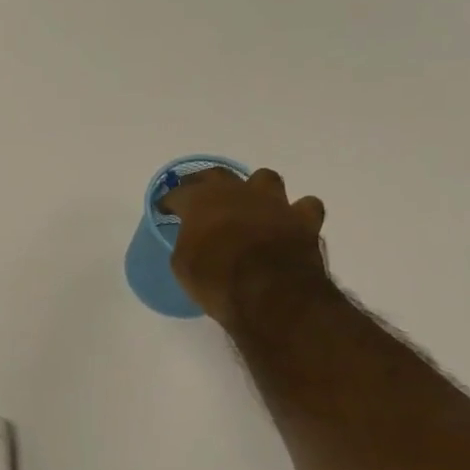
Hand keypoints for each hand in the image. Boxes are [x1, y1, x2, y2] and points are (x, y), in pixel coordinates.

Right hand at [161, 166, 330, 326]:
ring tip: (250, 204)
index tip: (164, 210)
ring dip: (256, 189)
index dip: (169, 202)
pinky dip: (296, 212)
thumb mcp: (183, 266)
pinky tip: (289, 222)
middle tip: (198, 195)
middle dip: (204, 183)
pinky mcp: (304, 220)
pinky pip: (305, 206)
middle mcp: (237, 192)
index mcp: (201, 201)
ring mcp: (274, 202)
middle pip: (217, 174)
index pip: (178, 193)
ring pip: (265, 178)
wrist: (271, 294)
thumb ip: (186, 243)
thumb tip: (193, 239)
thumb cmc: (217, 280)